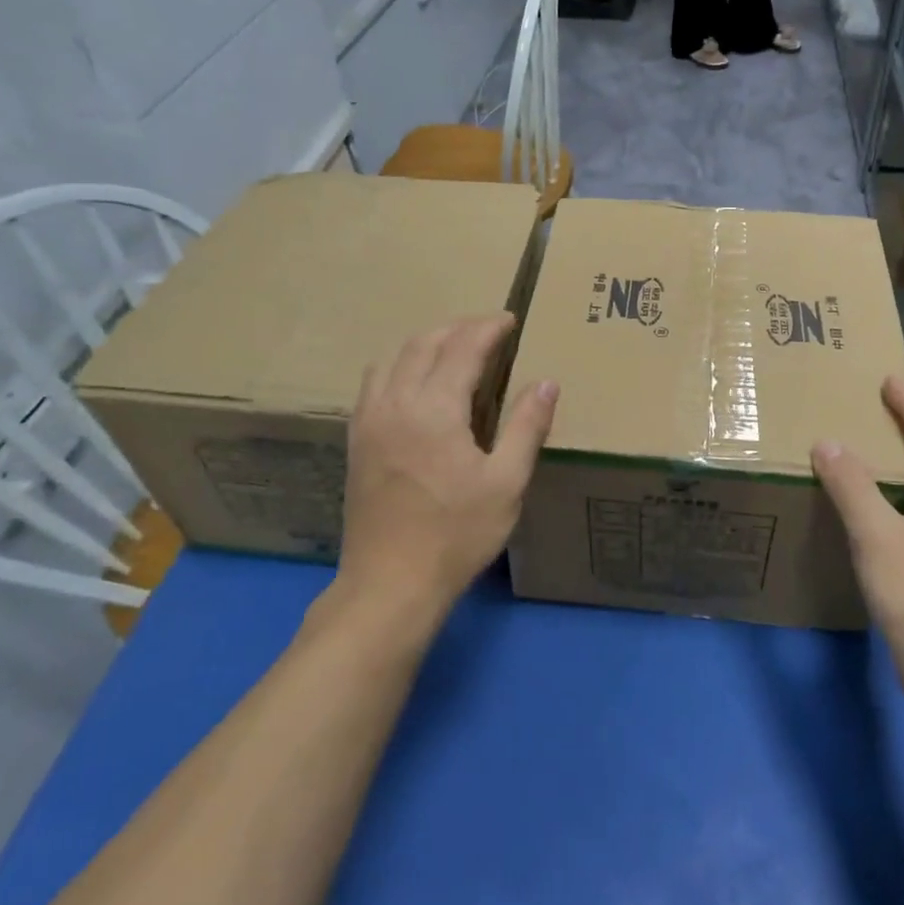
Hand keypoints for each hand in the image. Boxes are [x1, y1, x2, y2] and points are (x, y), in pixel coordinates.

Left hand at [337, 314, 558, 623]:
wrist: (390, 584)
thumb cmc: (457, 534)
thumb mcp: (506, 483)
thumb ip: (527, 426)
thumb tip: (546, 382)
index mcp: (435, 408)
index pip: (463, 348)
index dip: (489, 328)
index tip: (511, 320)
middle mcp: (396, 402)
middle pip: (424, 343)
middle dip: (458, 328)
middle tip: (488, 330)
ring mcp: (370, 420)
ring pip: (394, 357)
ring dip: (426, 343)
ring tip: (453, 349)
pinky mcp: (357, 440)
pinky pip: (375, 382)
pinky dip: (399, 366)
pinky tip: (415, 383)